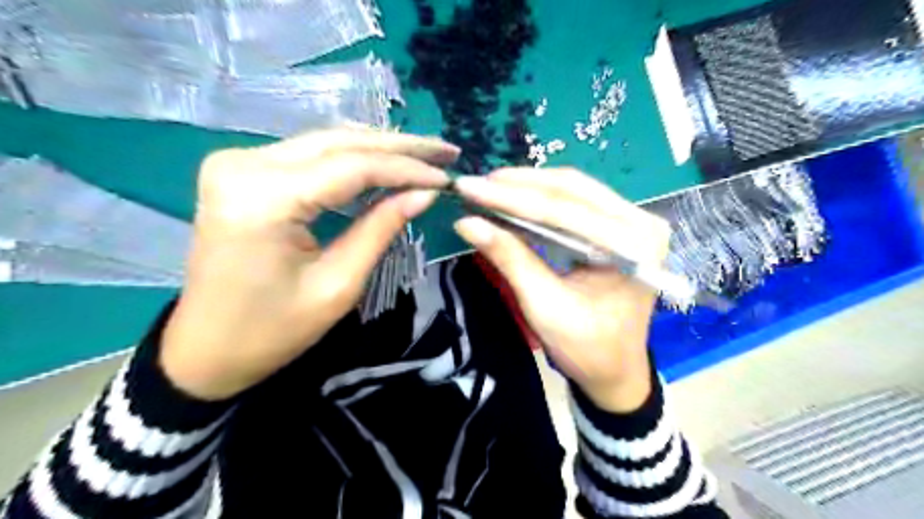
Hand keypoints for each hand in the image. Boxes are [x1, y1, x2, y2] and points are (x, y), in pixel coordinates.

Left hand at [165, 129, 459, 399]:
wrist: (205, 348)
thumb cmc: (272, 331)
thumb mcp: (338, 285)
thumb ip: (381, 229)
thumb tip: (425, 193)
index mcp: (263, 198)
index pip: (352, 167)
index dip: (406, 169)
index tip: (446, 176)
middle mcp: (245, 164)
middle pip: (339, 142)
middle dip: (399, 146)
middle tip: (444, 151)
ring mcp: (238, 163)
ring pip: (326, 142)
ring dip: (378, 147)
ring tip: (424, 154)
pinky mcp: (242, 171)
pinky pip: (310, 154)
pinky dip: (351, 157)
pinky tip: (384, 161)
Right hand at [454, 169, 671, 411]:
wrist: (615, 370)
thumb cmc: (586, 348)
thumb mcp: (544, 306)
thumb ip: (510, 258)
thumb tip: (467, 222)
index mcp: (634, 247)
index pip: (565, 211)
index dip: (512, 199)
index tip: (470, 188)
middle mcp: (642, 223)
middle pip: (572, 190)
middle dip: (519, 185)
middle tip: (476, 184)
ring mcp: (634, 221)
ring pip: (574, 190)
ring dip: (529, 187)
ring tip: (489, 187)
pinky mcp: (621, 226)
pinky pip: (577, 202)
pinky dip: (542, 198)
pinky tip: (515, 197)